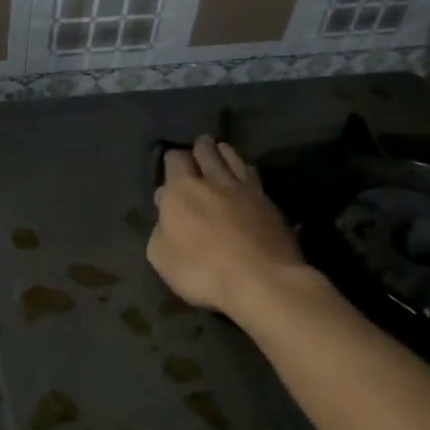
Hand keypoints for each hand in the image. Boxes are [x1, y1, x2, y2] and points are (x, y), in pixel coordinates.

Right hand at [148, 136, 308, 317]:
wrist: (262, 280)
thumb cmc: (202, 270)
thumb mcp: (161, 257)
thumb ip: (159, 228)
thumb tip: (165, 207)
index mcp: (182, 189)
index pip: (175, 158)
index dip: (172, 161)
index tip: (171, 169)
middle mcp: (213, 179)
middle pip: (206, 149)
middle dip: (199, 148)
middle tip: (197, 153)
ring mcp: (245, 188)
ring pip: (233, 156)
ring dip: (224, 153)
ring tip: (220, 155)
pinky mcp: (269, 202)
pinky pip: (253, 175)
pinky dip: (245, 172)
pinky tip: (245, 178)